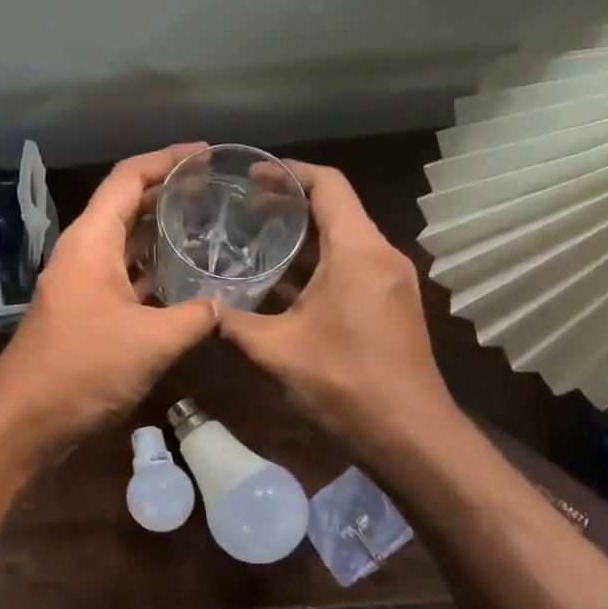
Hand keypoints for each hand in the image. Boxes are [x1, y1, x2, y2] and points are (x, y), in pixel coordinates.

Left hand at [0, 145, 218, 456]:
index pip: (127, 178)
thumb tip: (222, 307)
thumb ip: (195, 317)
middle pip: (125, 206)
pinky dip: (150, 272)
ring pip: (124, 245)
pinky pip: (122, 277)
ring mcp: (80, 284)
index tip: (206, 154)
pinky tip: (182, 282)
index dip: (167, 159)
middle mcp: (82, 253)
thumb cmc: (84, 368)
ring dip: (159, 234)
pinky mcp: (83, 313)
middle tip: (214, 191)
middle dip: (166, 194)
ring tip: (206, 228)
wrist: (25, 420)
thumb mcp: (152, 341)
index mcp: (91, 241)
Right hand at [218, 161, 457, 458]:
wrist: (409, 435)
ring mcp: (391, 281)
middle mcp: (381, 255)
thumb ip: (232, 324)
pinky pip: (352, 266)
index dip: (288, 172)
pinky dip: (318, 265)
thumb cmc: (344, 383)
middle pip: (337, 208)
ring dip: (303, 238)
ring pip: (344, 240)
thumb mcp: (276, 351)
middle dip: (290, 204)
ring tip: (254, 241)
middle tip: (241, 209)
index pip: (327, 184)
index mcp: (358, 251)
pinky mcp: (392, 304)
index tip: (250, 175)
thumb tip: (197, 311)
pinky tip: (282, 284)